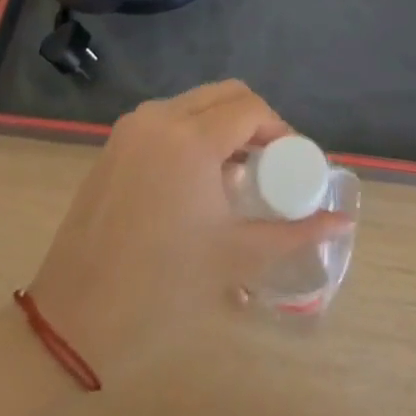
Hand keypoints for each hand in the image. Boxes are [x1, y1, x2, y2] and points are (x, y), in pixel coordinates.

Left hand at [25, 81, 347, 377]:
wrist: (71, 321)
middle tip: (270, 163)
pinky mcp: (114, 145)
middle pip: (225, 95)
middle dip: (255, 120)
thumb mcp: (236, 258)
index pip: (251, 108)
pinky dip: (194, 132)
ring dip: (223, 124)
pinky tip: (198, 179)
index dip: (280, 129)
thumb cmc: (161, 288)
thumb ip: (295, 233)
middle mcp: (160, 118)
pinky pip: (167, 119)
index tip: (292, 163)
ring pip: (195, 103)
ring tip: (238, 173)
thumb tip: (343, 221)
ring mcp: (132, 128)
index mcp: (191, 138)